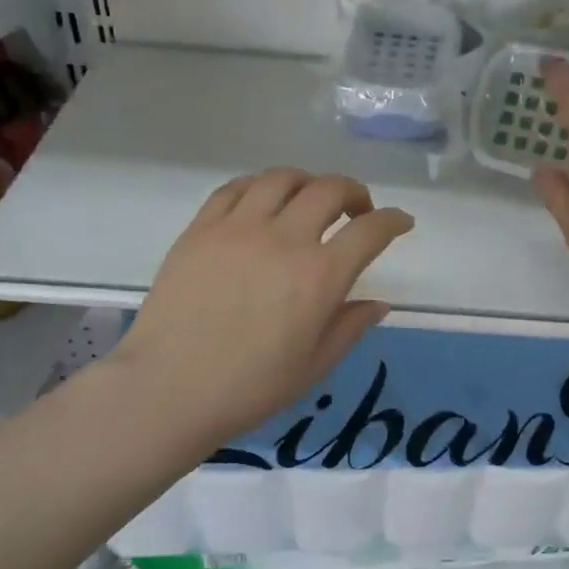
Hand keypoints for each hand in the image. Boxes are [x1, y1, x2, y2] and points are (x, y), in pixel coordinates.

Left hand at [112, 169, 413, 450]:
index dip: (393, 221)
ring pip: (282, 178)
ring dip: (308, 182)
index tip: (400, 222)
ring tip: (309, 200)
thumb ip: (350, 327)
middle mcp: (284, 239)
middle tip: (357, 210)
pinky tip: (262, 202)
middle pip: (329, 189)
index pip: (370, 231)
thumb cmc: (249, 388)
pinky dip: (260, 187)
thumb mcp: (314, 366)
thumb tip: (378, 304)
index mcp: (320, 276)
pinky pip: (235, 188)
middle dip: (354, 192)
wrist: (168, 390)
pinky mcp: (201, 229)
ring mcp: (238, 228)